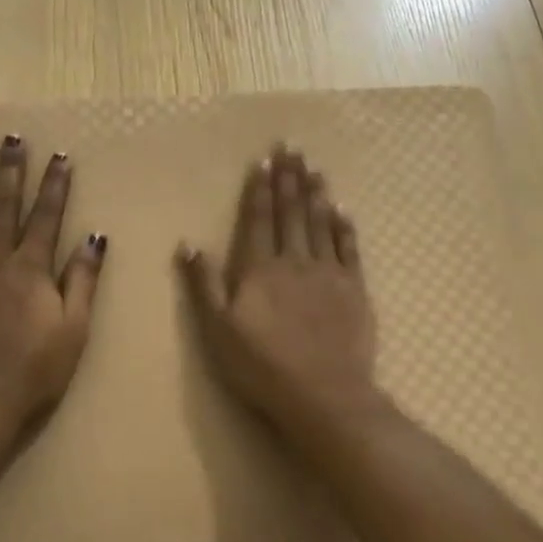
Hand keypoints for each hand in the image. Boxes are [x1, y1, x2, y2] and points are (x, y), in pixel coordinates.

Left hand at [0, 136, 105, 419]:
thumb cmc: (33, 372)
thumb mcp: (74, 329)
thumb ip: (82, 280)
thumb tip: (94, 237)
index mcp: (30, 269)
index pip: (46, 217)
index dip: (54, 186)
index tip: (58, 155)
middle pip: (2, 208)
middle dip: (8, 171)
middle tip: (9, 138)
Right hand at [178, 146, 379, 438]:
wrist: (323, 394)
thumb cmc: (261, 366)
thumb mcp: (217, 330)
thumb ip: (203, 284)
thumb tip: (188, 243)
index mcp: (260, 269)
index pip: (259, 219)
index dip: (260, 189)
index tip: (264, 161)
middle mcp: (294, 261)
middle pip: (291, 212)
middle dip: (289, 178)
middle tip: (291, 147)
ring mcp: (328, 273)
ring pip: (321, 223)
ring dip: (316, 193)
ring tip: (314, 167)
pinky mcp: (354, 289)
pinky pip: (349, 248)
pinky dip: (344, 226)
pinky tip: (342, 209)